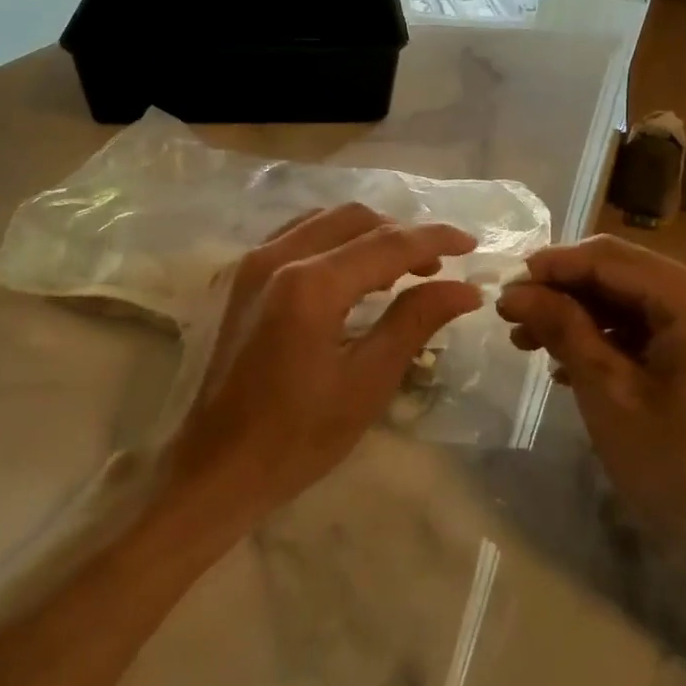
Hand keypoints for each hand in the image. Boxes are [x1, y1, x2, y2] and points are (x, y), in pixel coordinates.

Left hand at [165, 203, 483, 529]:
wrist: (213, 467)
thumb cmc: (296, 437)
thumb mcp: (366, 383)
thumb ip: (414, 322)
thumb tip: (465, 288)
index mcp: (310, 284)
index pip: (387, 243)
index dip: (435, 239)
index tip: (472, 244)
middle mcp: (275, 257)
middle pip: (353, 218)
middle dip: (400, 233)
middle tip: (435, 265)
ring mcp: (247, 264)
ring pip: (320, 222)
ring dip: (364, 234)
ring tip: (398, 269)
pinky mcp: (233, 279)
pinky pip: (291, 239)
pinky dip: (329, 244)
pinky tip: (347, 276)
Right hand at [496, 236, 685, 571]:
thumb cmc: (685, 465)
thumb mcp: (611, 393)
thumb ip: (564, 330)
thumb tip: (516, 291)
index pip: (604, 257)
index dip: (548, 269)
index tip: (499, 294)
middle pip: (617, 274)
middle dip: (560, 293)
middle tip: (509, 322)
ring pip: (627, 304)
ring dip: (576, 318)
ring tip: (528, 345)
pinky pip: (645, 333)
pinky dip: (603, 343)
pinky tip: (567, 370)